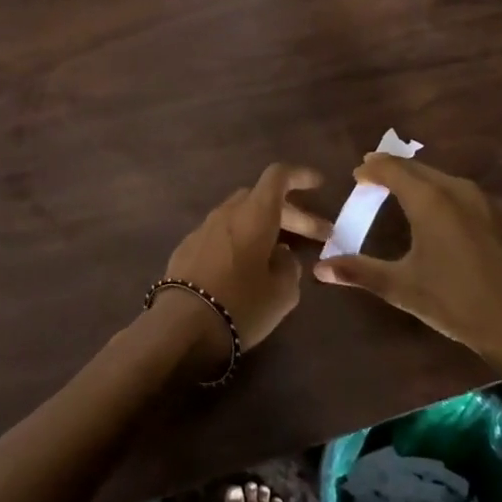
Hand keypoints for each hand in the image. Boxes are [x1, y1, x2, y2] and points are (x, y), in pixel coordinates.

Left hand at [157, 163, 328, 366]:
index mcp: (254, 214)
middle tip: (319, 235)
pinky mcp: (188, 247)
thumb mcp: (282, 292)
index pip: (277, 177)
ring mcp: (204, 228)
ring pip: (241, 215)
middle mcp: (228, 213)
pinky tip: (249, 264)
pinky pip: (223, 232)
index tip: (318, 184)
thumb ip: (289, 266)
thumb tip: (281, 255)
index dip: (300, 176)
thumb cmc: (241, 305)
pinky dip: (242, 238)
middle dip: (293, 213)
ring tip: (284, 250)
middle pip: (262, 198)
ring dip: (266, 226)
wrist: (181, 325)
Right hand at [313, 154, 501, 388]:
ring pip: (444, 178)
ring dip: (420, 180)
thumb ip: (359, 271)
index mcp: (431, 200)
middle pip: (419, 168)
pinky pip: (465, 193)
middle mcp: (459, 190)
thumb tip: (319, 269)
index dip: (371, 168)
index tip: (356, 175)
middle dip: (393, 170)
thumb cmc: (455, 303)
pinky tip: (441, 214)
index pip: (392, 169)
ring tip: (402, 192)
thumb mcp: (401, 287)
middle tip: (373, 178)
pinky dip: (444, 194)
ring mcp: (487, 201)